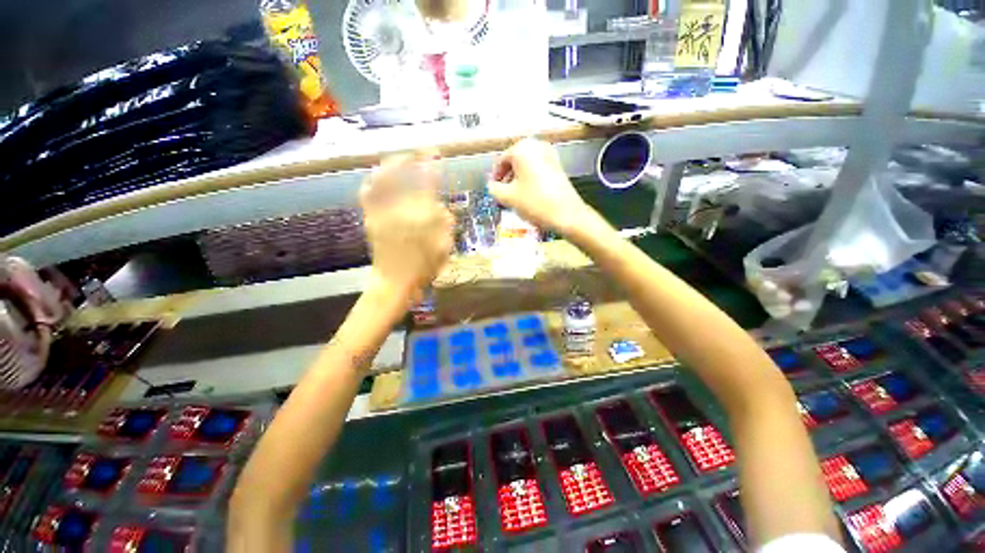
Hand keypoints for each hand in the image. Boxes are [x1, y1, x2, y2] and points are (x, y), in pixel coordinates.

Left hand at [360, 152, 454, 303]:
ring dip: (393, 166)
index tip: (436, 156)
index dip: (432, 167)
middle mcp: (401, 209)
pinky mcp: (371, 218)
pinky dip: (373, 182)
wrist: (395, 281)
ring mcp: (383, 212)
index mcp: (422, 216)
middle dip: (414, 160)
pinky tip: (378, 177)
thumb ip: (446, 224)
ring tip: (401, 159)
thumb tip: (441, 207)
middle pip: (405, 177)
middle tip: (421, 154)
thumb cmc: (424, 268)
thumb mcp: (445, 248)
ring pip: (384, 180)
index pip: (428, 184)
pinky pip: (369, 195)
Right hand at [488, 138, 593, 233]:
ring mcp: (550, 155)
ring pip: (526, 166)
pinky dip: (529, 180)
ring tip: (514, 197)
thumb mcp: (508, 197)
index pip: (501, 160)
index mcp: (522, 148)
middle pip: (514, 162)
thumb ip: (494, 189)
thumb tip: (492, 185)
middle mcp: (537, 146)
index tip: (493, 189)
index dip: (495, 176)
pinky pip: (537, 170)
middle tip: (502, 194)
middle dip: (507, 178)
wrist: (567, 215)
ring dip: (517, 180)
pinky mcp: (558, 167)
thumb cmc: (535, 203)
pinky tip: (528, 196)